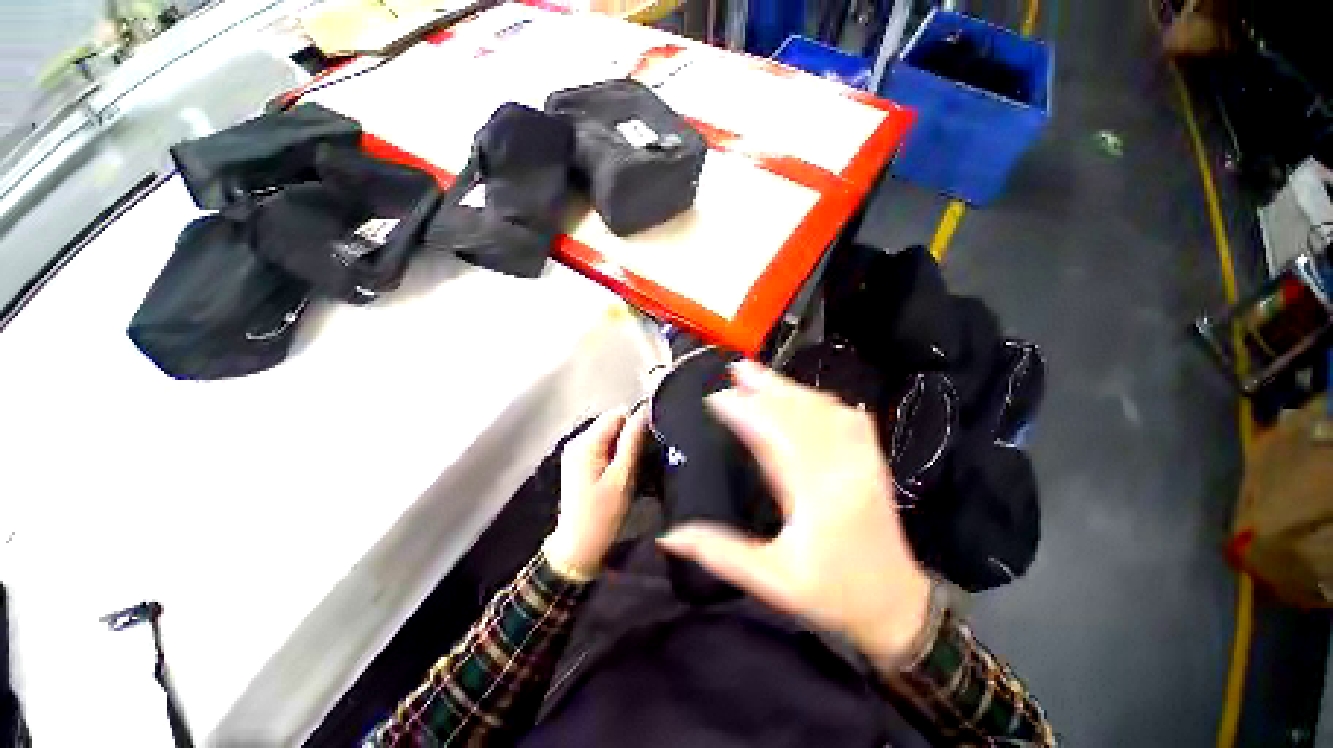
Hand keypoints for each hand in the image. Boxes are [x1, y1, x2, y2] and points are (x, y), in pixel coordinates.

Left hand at [545, 406, 648, 578]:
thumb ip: (632, 442)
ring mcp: (576, 451)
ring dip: (622, 447)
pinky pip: (603, 445)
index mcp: (586, 443)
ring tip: (629, 470)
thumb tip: (644, 411)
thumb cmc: (602, 515)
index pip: (617, 414)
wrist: (578, 547)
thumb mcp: (622, 478)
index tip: (646, 445)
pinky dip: (614, 454)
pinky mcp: (579, 461)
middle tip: (638, 462)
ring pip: (609, 434)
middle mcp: (577, 441)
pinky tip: (618, 474)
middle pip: (612, 422)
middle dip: (628, 437)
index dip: (635, 424)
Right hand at [657, 361, 931, 664]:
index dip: (745, 411)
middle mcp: (842, 466)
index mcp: (817, 493)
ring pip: (823, 409)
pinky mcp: (871, 459)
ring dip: (789, 388)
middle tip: (736, 369)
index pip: (775, 435)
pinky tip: (802, 394)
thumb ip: (721, 553)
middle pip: (801, 412)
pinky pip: (846, 417)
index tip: (716, 399)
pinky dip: (819, 400)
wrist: (898, 604)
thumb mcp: (773, 582)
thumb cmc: (834, 594)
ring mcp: (862, 458)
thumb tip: (671, 536)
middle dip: (766, 387)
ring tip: (759, 374)